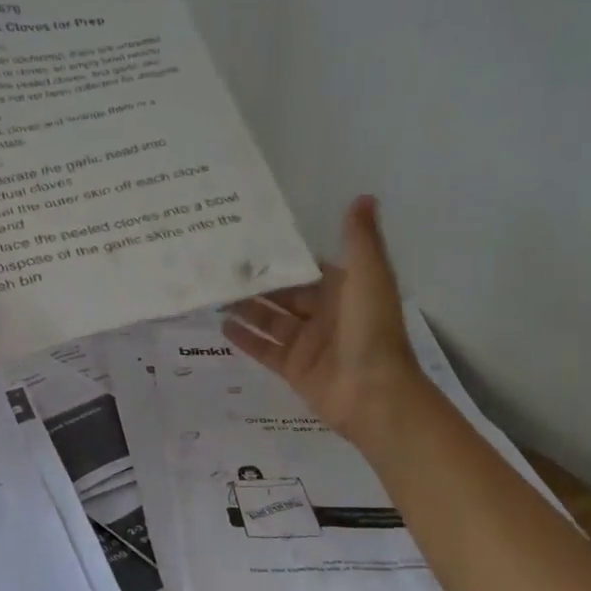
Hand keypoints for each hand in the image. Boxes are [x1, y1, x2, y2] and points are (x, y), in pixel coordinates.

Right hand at [222, 195, 421, 439]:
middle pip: (284, 296)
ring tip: (214, 295)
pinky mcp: (294, 370)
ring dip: (246, 309)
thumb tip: (365, 196)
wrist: (375, 395)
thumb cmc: (370, 331)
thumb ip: (360, 239)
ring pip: (271, 321)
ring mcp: (308, 344)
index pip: (306, 270)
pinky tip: (222, 326)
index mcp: (344, 291)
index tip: (247, 243)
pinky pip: (265, 350)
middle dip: (256, 285)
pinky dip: (246, 339)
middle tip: (220, 269)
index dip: (280, 259)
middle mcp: (325, 315)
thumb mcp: (368, 277)